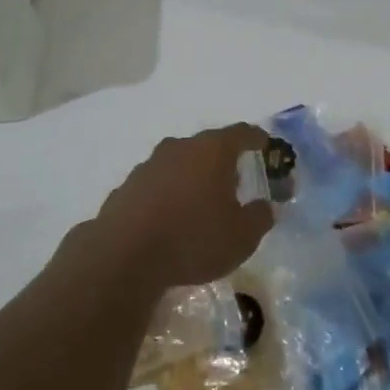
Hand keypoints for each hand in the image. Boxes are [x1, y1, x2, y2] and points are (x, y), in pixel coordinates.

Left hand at [93, 125, 274, 289]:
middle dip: (222, 161)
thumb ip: (260, 217)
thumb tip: (265, 206)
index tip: (264, 144)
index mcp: (212, 151)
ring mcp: (149, 165)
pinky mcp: (126, 187)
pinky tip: (170, 219)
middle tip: (235, 181)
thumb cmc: (193, 239)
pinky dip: (167, 195)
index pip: (241, 133)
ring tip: (201, 202)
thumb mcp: (242, 237)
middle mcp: (180, 148)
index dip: (255, 138)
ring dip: (192, 177)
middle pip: (207, 146)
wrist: (124, 256)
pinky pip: (156, 185)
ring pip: (179, 164)